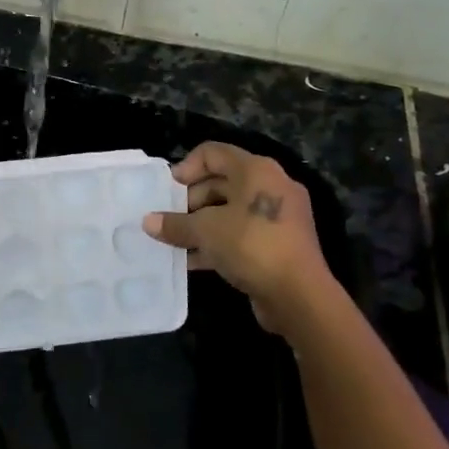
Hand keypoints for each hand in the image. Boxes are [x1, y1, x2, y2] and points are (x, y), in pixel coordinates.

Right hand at [143, 142, 343, 336]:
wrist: (300, 295)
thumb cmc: (250, 246)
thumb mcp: (205, 232)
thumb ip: (175, 224)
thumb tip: (148, 221)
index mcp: (256, 170)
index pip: (213, 153)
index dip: (186, 167)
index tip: (168, 191)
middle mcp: (270, 185)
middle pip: (221, 181)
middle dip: (190, 201)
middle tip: (169, 220)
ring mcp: (278, 215)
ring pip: (230, 210)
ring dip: (201, 225)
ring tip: (175, 242)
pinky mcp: (280, 243)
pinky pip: (242, 233)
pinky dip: (218, 242)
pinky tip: (192, 260)